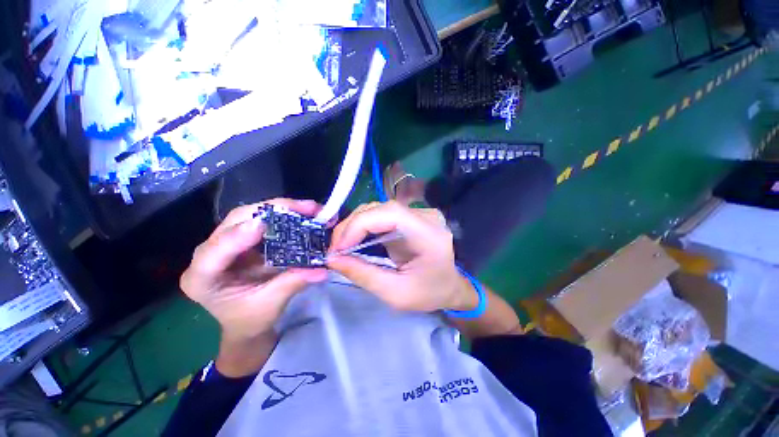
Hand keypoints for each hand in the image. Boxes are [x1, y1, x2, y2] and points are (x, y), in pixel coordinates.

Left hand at [180, 199, 327, 341]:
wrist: (247, 321)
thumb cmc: (251, 319)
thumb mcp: (271, 304)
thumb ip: (293, 282)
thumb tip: (322, 270)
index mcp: (202, 278)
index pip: (214, 252)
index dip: (237, 235)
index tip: (263, 224)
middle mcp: (209, 253)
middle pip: (235, 221)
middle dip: (271, 210)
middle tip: (304, 208)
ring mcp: (226, 242)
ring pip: (249, 214)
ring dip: (281, 208)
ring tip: (308, 208)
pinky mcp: (244, 237)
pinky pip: (263, 219)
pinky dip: (284, 214)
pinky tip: (301, 213)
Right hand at [326, 201, 477, 312]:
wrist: (450, 286)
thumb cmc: (429, 293)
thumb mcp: (395, 294)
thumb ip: (364, 275)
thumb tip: (332, 259)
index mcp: (429, 234)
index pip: (390, 214)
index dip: (358, 225)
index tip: (338, 248)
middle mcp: (426, 216)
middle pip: (381, 208)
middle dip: (352, 226)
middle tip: (335, 249)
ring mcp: (419, 213)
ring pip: (379, 209)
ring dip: (356, 225)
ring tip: (342, 246)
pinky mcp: (411, 216)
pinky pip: (382, 215)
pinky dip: (365, 226)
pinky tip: (356, 239)